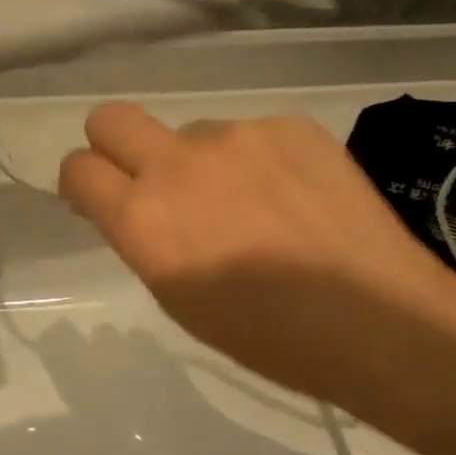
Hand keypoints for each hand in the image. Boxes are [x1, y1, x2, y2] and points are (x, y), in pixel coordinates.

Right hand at [58, 104, 455, 404]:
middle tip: (150, 182)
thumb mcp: (178, 297)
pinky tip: (294, 198)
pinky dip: (257, 160)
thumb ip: (143, 238)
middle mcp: (179, 163)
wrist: (377, 320)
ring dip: (203, 163)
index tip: (100, 199)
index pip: (77, 168)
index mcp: (143, 217)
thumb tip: (134, 206)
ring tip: (253, 207)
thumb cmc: (266, 335)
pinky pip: (251, 134)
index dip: (82, 183)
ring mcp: (237, 135)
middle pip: (110, 119)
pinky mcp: (289, 125)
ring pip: (192, 132)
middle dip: (115, 146)